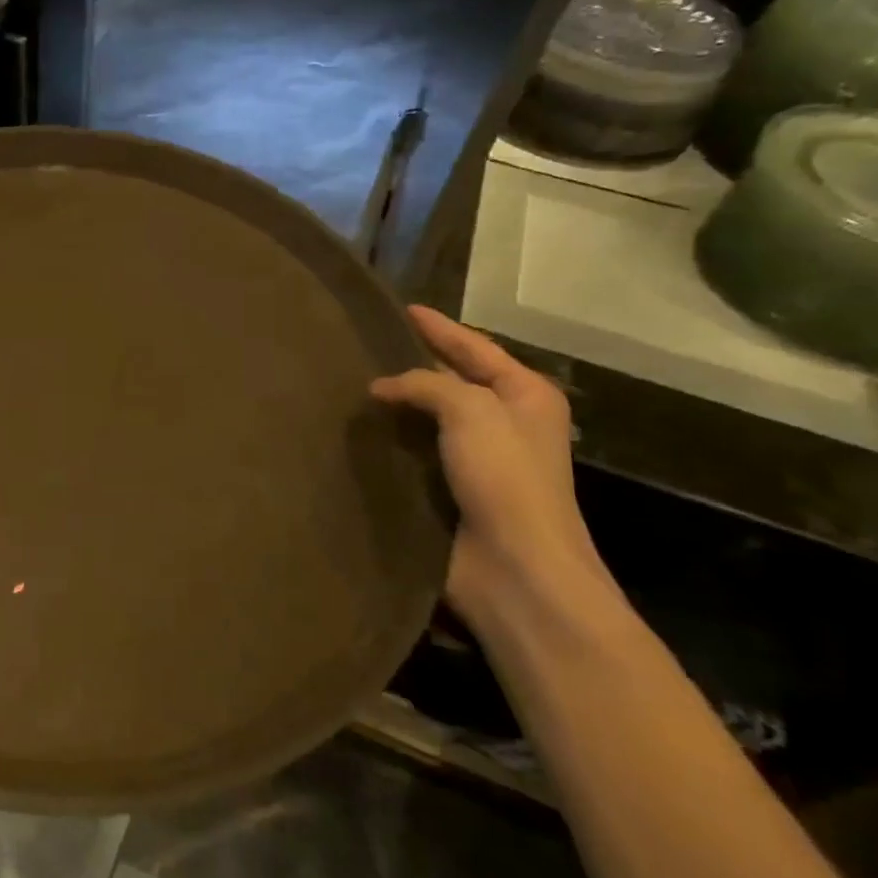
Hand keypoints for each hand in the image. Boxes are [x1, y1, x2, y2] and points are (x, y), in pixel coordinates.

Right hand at [370, 306, 618, 629]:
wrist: (514, 568)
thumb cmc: (505, 478)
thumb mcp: (471, 411)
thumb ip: (426, 385)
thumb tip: (381, 387)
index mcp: (525, 396)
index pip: (475, 348)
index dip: (439, 328)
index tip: (403, 309)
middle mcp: (505, 423)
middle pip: (453, 381)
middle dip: (414, 364)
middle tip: (367, 346)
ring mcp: (478, 461)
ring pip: (430, 420)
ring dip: (398, 407)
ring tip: (351, 386)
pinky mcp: (452, 493)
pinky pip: (415, 454)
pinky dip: (391, 442)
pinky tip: (359, 432)